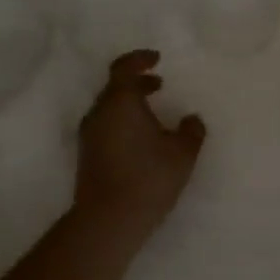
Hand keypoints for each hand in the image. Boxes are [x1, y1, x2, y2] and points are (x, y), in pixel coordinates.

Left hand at [75, 50, 205, 236]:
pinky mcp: (87, 155)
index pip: (124, 67)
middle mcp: (99, 113)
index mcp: (120, 101)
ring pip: (109, 108)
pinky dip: (122, 122)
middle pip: (115, 87)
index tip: (156, 59)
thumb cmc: (148, 178)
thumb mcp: (182, 153)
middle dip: (137, 83)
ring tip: (153, 114)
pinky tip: (141, 140)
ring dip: (129, 104)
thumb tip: (191, 119)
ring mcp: (89, 135)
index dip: (140, 59)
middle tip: (159, 85)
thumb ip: (191, 131)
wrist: (107, 220)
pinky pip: (105, 126)